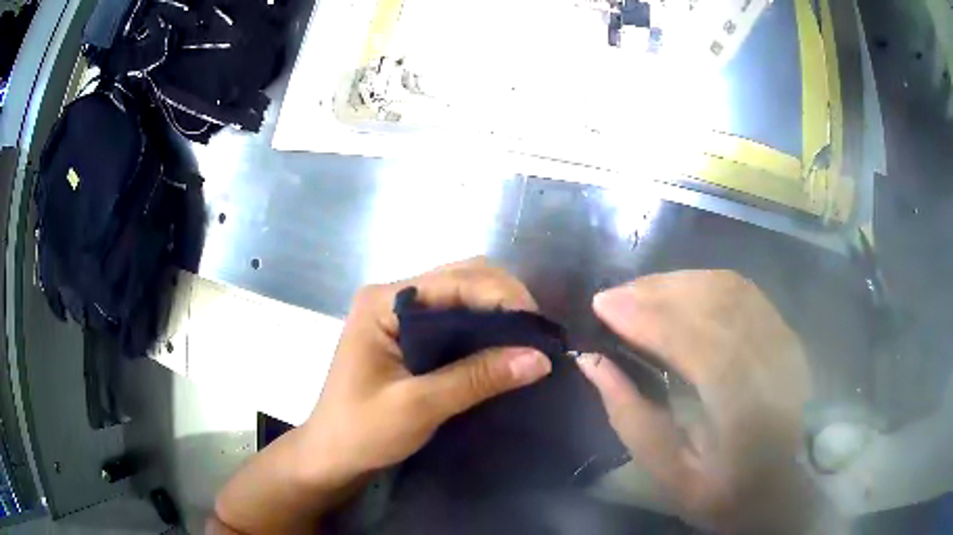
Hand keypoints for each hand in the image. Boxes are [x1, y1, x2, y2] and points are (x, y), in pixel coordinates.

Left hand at [298, 257, 552, 485]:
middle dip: (504, 299)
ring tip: (527, 339)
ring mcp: (397, 313)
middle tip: (536, 334)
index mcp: (382, 302)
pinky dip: (482, 326)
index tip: (538, 327)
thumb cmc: (362, 431)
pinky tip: (502, 346)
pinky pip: (453, 318)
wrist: (331, 455)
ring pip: (460, 295)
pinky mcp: (406, 334)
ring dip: (496, 311)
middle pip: (460, 278)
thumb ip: (477, 378)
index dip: (502, 296)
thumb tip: (540, 357)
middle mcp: (390, 296)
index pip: (454, 280)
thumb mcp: (419, 406)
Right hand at [577, 270, 812, 532]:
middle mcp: (771, 363)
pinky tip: (676, 292)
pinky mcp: (784, 333)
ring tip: (637, 292)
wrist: (780, 486)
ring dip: (676, 282)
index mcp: (744, 411)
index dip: (646, 317)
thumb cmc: (721, 491)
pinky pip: (742, 291)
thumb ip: (630, 416)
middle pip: (712, 302)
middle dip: (654, 291)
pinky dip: (702, 283)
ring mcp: (783, 342)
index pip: (695, 342)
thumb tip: (592, 362)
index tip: (601, 305)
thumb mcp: (667, 473)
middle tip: (612, 296)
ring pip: (727, 288)